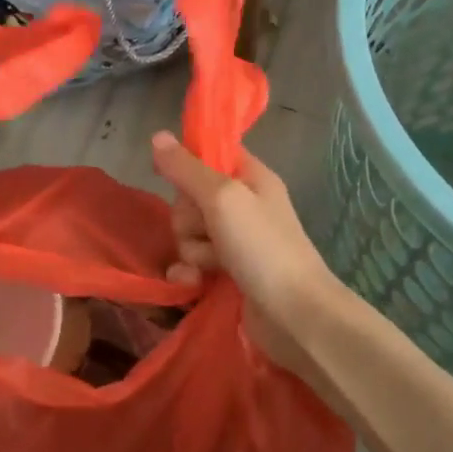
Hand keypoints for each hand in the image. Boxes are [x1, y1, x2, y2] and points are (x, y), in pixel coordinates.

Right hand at [150, 130, 348, 372]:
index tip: (176, 180)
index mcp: (251, 177)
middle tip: (205, 230)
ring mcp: (236, 241)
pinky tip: (193, 284)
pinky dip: (189, 273)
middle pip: (191, 197)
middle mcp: (244, 205)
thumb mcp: (222, 198)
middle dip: (187, 217)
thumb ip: (186, 168)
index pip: (210, 155)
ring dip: (189, 250)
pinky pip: (193, 262)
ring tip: (207, 266)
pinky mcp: (228, 273)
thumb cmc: (263, 247)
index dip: (190, 166)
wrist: (295, 316)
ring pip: (189, 232)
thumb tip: (157, 135)